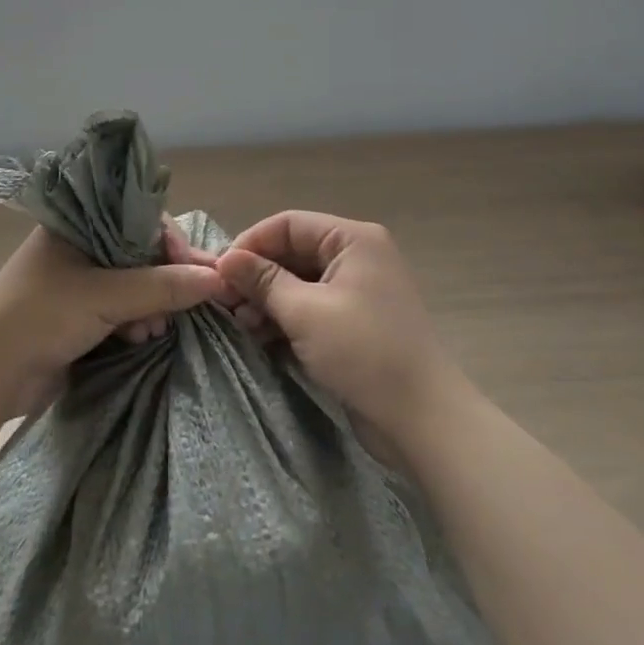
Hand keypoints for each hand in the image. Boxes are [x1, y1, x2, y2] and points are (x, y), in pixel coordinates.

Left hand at [0, 225, 227, 419]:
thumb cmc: (40, 315)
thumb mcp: (104, 296)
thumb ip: (161, 286)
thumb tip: (217, 278)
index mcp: (76, 224)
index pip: (138, 218)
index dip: (170, 242)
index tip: (195, 271)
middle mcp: (78, 246)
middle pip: (139, 252)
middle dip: (163, 279)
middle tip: (183, 305)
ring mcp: (77, 282)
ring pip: (133, 284)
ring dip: (151, 305)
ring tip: (154, 330)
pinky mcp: (78, 316)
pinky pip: (120, 310)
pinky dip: (135, 322)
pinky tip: (141, 339)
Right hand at [217, 211, 458, 438]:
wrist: (423, 420)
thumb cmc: (364, 353)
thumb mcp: (305, 312)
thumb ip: (262, 281)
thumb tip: (225, 258)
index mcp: (352, 239)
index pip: (288, 224)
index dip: (251, 243)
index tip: (219, 272)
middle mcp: (356, 256)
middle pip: (292, 252)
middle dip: (257, 276)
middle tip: (225, 303)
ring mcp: (357, 290)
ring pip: (299, 282)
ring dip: (268, 300)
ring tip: (241, 324)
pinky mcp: (355, 322)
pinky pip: (311, 307)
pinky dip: (286, 318)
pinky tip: (261, 337)